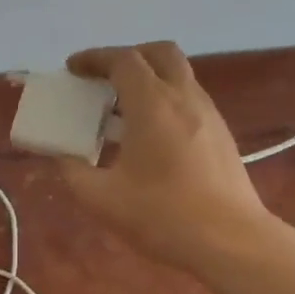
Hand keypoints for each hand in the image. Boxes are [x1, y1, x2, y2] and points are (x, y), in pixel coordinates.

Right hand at [57, 41, 271, 271]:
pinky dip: (166, 102)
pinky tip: (152, 138)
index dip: (94, 58)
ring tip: (123, 112)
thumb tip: (63, 156)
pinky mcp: (222, 135)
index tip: (72, 69)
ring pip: (179, 76)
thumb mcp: (102, 198)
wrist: (230, 241)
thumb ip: (74, 171)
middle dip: (129, 57)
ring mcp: (209, 114)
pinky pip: (190, 100)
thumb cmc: (162, 215)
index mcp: (152, 103)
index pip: (123, 59)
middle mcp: (184, 97)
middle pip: (159, 53)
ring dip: (149, 80)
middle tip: (105, 79)